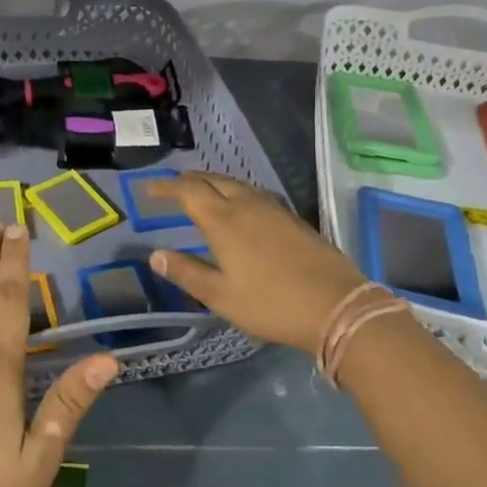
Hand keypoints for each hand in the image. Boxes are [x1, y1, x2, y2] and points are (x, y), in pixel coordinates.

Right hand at [143, 173, 367, 353]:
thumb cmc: (271, 304)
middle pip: (213, 180)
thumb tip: (156, 254)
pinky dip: (235, 193)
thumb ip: (187, 272)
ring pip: (236, 184)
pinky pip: (254, 194)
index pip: (188, 191)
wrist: (336, 306)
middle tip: (173, 188)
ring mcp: (273, 209)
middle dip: (189, 181)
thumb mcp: (221, 296)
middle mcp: (247, 205)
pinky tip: (238, 208)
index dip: (166, 188)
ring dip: (213, 184)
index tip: (149, 189)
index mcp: (224, 221)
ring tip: (201, 193)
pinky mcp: (292, 218)